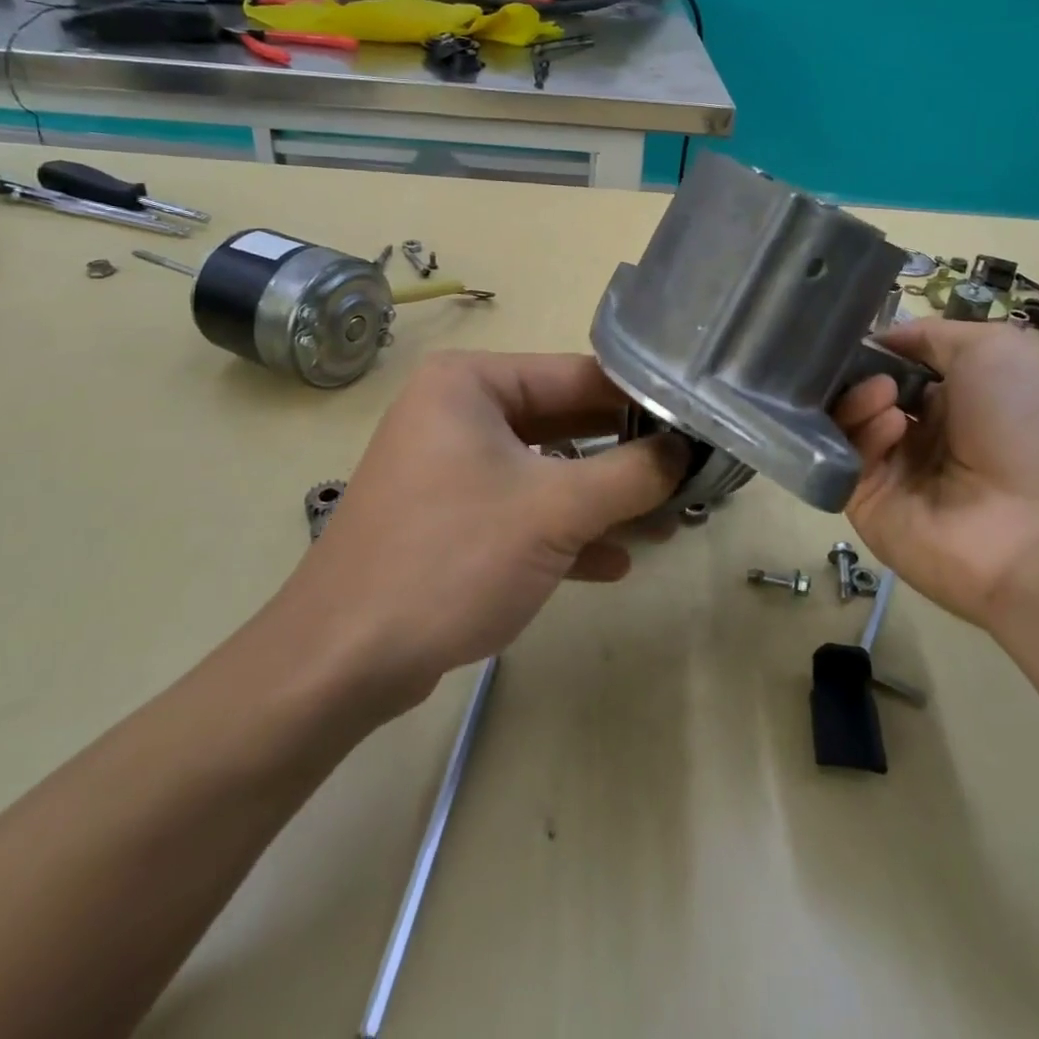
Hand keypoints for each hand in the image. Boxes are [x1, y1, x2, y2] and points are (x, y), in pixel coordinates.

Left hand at [279, 351, 685, 707]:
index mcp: (471, 384)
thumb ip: (630, 475)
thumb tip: (685, 453)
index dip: (641, 401)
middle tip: (689, 475)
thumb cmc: (451, 559)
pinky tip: (614, 563)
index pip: (578, 376)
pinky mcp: (451, 518)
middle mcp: (458, 412)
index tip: (697, 426)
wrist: (341, 662)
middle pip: (565, 422)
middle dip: (625, 457)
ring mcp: (452, 467)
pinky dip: (565, 532)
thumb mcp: (554, 511)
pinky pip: (522, 510)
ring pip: (547, 470)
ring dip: (602, 500)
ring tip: (664, 524)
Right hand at [833, 320, 1038, 630]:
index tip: (860, 333)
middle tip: (864, 363)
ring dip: (861, 397)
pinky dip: (863, 433)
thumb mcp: (998, 349)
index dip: (882, 349)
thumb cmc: (1033, 423)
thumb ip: (932, 336)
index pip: (903, 368)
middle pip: (869, 393)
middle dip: (861, 371)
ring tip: (884, 393)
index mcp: (964, 402)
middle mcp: (929, 437)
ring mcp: (897, 473)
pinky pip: (849, 459)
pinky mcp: (870, 506)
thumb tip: (880, 340)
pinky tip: (891, 426)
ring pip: (852, 423)